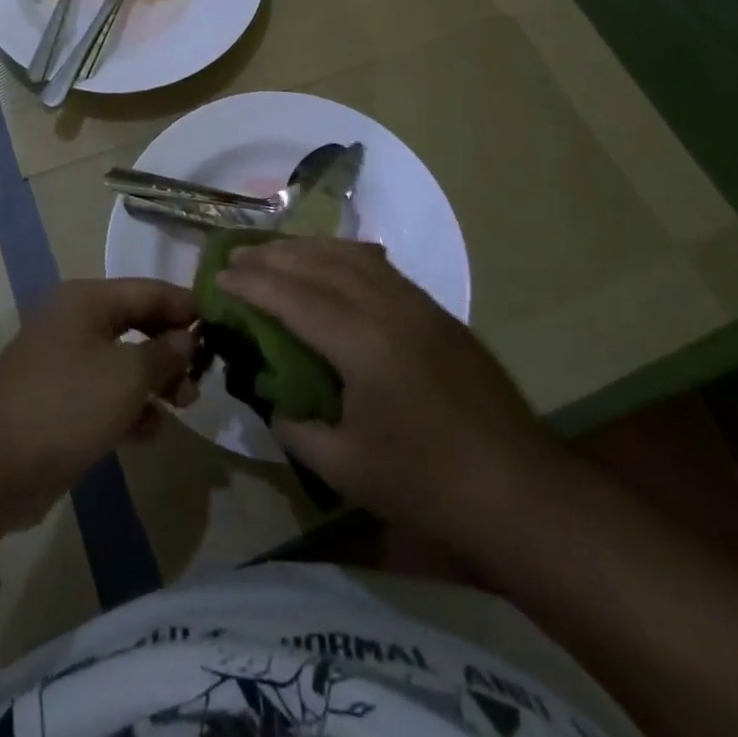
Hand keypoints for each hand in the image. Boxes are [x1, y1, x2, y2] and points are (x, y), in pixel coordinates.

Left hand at [0, 279, 198, 529]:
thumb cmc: (65, 404)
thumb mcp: (127, 376)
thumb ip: (164, 354)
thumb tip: (187, 338)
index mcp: (88, 301)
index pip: (150, 290)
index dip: (187, 307)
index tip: (222, 328)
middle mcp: (75, 322)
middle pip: (137, 324)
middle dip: (171, 349)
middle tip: (201, 377)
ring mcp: (62, 363)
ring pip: (122, 362)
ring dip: (154, 382)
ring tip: (183, 407)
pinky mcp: (56, 401)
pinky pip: (103, 394)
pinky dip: (129, 407)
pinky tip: (150, 433)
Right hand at [219, 239, 560, 539]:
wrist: (518, 489)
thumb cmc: (426, 483)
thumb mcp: (345, 467)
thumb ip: (297, 428)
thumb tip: (275, 401)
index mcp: (361, 342)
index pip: (292, 297)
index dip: (251, 284)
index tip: (219, 276)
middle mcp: (387, 307)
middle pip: (318, 264)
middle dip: (273, 256)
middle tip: (237, 254)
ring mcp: (416, 303)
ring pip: (352, 256)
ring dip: (308, 248)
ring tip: (276, 251)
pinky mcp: (436, 311)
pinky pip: (380, 266)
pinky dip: (346, 255)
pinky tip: (334, 262)